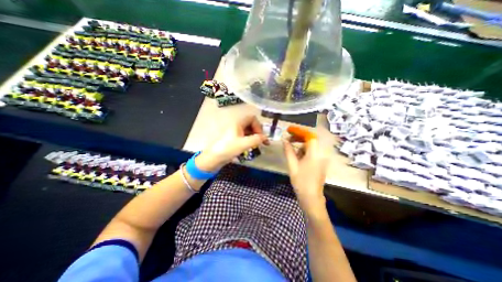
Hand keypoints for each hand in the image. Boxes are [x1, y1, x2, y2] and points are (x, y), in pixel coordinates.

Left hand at [195, 115, 267, 170]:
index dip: (258, 126)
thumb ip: (256, 139)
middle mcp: (237, 125)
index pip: (252, 119)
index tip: (260, 136)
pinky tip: (251, 147)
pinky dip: (250, 140)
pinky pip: (245, 136)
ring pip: (248, 131)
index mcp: (238, 123)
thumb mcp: (244, 144)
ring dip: (254, 137)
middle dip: (258, 132)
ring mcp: (235, 132)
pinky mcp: (234, 139)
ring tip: (258, 145)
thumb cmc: (228, 148)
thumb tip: (265, 138)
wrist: (214, 158)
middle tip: (262, 141)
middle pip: (251, 124)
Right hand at [282, 137, 330, 212]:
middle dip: (299, 137)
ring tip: (290, 148)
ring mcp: (322, 158)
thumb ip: (288, 150)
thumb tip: (284, 140)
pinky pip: (312, 152)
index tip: (289, 130)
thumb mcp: (292, 165)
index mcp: (315, 154)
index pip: (309, 136)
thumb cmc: (301, 181)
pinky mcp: (320, 162)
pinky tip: (297, 156)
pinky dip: (304, 150)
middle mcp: (321, 154)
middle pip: (311, 139)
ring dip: (300, 144)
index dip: (299, 131)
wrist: (311, 197)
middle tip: (288, 138)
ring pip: (311, 146)